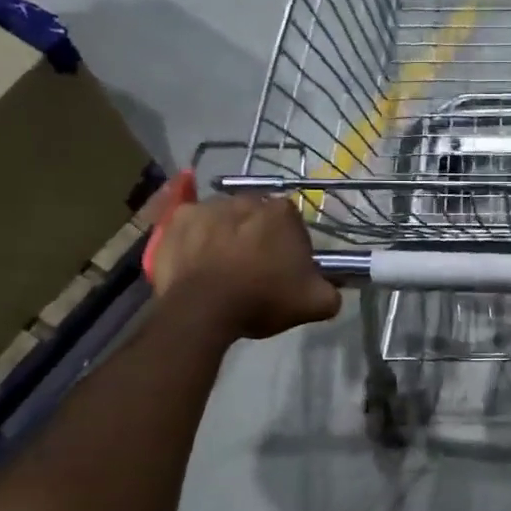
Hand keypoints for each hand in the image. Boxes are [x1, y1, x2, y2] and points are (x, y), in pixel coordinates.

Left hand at [149, 194, 341, 340]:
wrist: (201, 310)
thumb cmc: (261, 300)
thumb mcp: (313, 304)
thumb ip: (331, 293)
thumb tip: (333, 290)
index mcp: (282, 214)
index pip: (293, 223)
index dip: (290, 245)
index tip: (285, 268)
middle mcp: (246, 200)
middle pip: (257, 216)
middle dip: (257, 235)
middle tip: (254, 268)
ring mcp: (208, 206)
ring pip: (224, 217)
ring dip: (226, 234)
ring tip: (221, 267)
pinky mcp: (177, 219)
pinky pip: (191, 225)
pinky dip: (195, 238)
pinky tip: (196, 261)